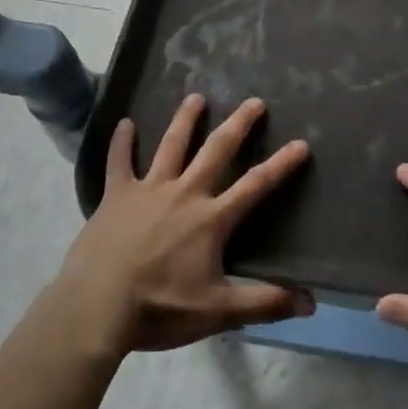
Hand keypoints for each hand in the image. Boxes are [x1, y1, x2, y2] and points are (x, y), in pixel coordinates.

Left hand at [53, 94, 312, 356]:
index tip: (301, 143)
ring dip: (185, 119)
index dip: (281, 165)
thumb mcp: (217, 312)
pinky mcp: (117, 194)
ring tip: (196, 97)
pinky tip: (124, 122)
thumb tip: (310, 303)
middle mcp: (184, 193)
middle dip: (238, 124)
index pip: (255, 186)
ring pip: (172, 145)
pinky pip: (119, 161)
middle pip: (216, 150)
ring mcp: (149, 189)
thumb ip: (263, 302)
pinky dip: (121, 142)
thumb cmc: (159, 309)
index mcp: (211, 219)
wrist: (96, 306)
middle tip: (254, 101)